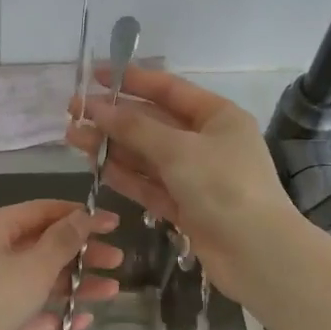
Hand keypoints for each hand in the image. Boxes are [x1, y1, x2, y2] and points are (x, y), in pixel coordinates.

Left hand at [0, 200, 121, 329]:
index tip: (115, 224)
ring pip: (37, 278)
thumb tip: (83, 215)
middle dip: (82, 253)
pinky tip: (81, 323)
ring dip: (74, 284)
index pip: (43, 210)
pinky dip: (51, 313)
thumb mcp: (34, 267)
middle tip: (118, 261)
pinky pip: (26, 308)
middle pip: (42, 244)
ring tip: (111, 293)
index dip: (81, 216)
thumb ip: (63, 240)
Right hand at [66, 67, 305, 305]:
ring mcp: (195, 176)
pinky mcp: (185, 207)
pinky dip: (125, 175)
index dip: (131, 80)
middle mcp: (207, 142)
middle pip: (153, 123)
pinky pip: (149, 184)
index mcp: (218, 117)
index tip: (95, 75)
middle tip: (73, 112)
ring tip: (73, 138)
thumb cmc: (224, 188)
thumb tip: (96, 108)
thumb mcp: (178, 150)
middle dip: (114, 117)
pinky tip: (95, 166)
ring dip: (113, 146)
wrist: (257, 254)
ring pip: (147, 155)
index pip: (169, 89)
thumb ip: (135, 128)